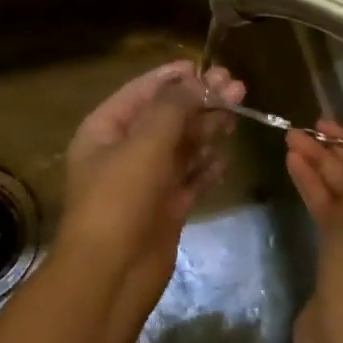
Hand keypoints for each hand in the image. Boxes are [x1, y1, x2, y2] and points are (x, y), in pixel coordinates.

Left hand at [59, 60, 244, 300]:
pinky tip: (226, 157)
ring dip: (206, 128)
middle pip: (165, 117)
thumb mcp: (145, 143)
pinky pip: (188, 179)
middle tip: (236, 87)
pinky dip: (206, 167)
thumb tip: (195, 81)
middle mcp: (123, 151)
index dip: (172, 77)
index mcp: (105, 128)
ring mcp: (144, 181)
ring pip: (180, 146)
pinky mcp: (164, 209)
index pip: (141, 91)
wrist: (110, 277)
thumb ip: (172, 108)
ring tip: (236, 112)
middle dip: (198, 101)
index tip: (204, 66)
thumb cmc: (120, 198)